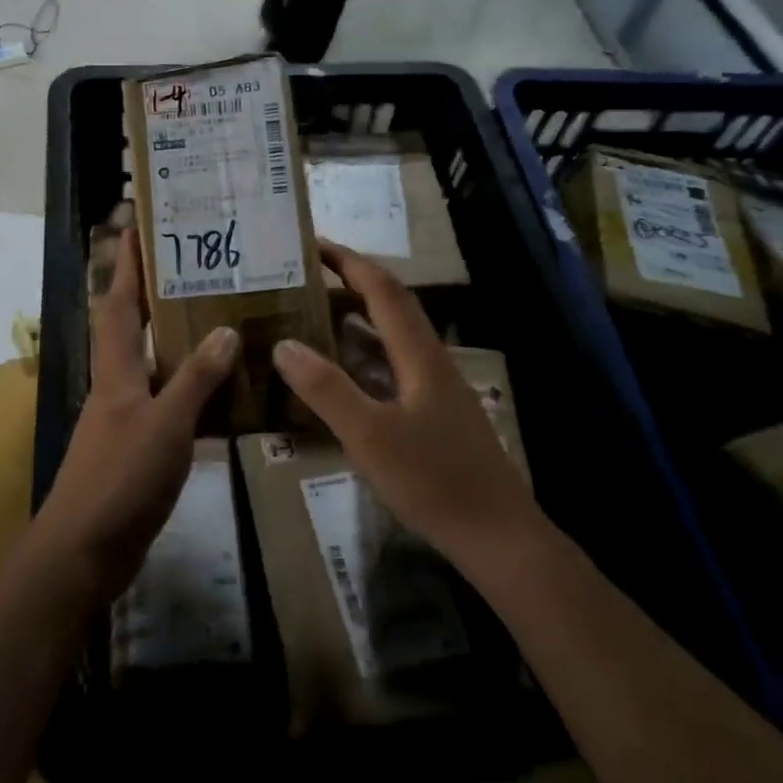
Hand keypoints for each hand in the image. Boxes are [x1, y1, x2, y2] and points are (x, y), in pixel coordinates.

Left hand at [31, 229, 239, 605]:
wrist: (84, 551)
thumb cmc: (121, 479)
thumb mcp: (165, 425)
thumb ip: (196, 379)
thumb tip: (226, 329)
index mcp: (117, 372)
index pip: (119, 304)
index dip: (127, 265)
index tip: (137, 226)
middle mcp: (117, 386)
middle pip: (132, 328)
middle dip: (154, 294)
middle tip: (195, 268)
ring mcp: (125, 419)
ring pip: (153, 366)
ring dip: (177, 342)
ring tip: (217, 318)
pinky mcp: (137, 448)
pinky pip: (168, 404)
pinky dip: (190, 391)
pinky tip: (222, 392)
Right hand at [272, 242, 541, 570]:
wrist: (498, 537)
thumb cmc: (433, 481)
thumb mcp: (369, 435)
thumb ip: (326, 389)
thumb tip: (283, 344)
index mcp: (420, 356)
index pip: (383, 291)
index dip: (349, 263)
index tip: (313, 244)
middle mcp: (432, 362)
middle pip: (393, 306)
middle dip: (353, 281)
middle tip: (308, 275)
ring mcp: (438, 389)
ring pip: (395, 337)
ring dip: (359, 317)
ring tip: (316, 313)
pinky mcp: (437, 415)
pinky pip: (395, 367)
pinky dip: (366, 355)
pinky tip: (345, 373)